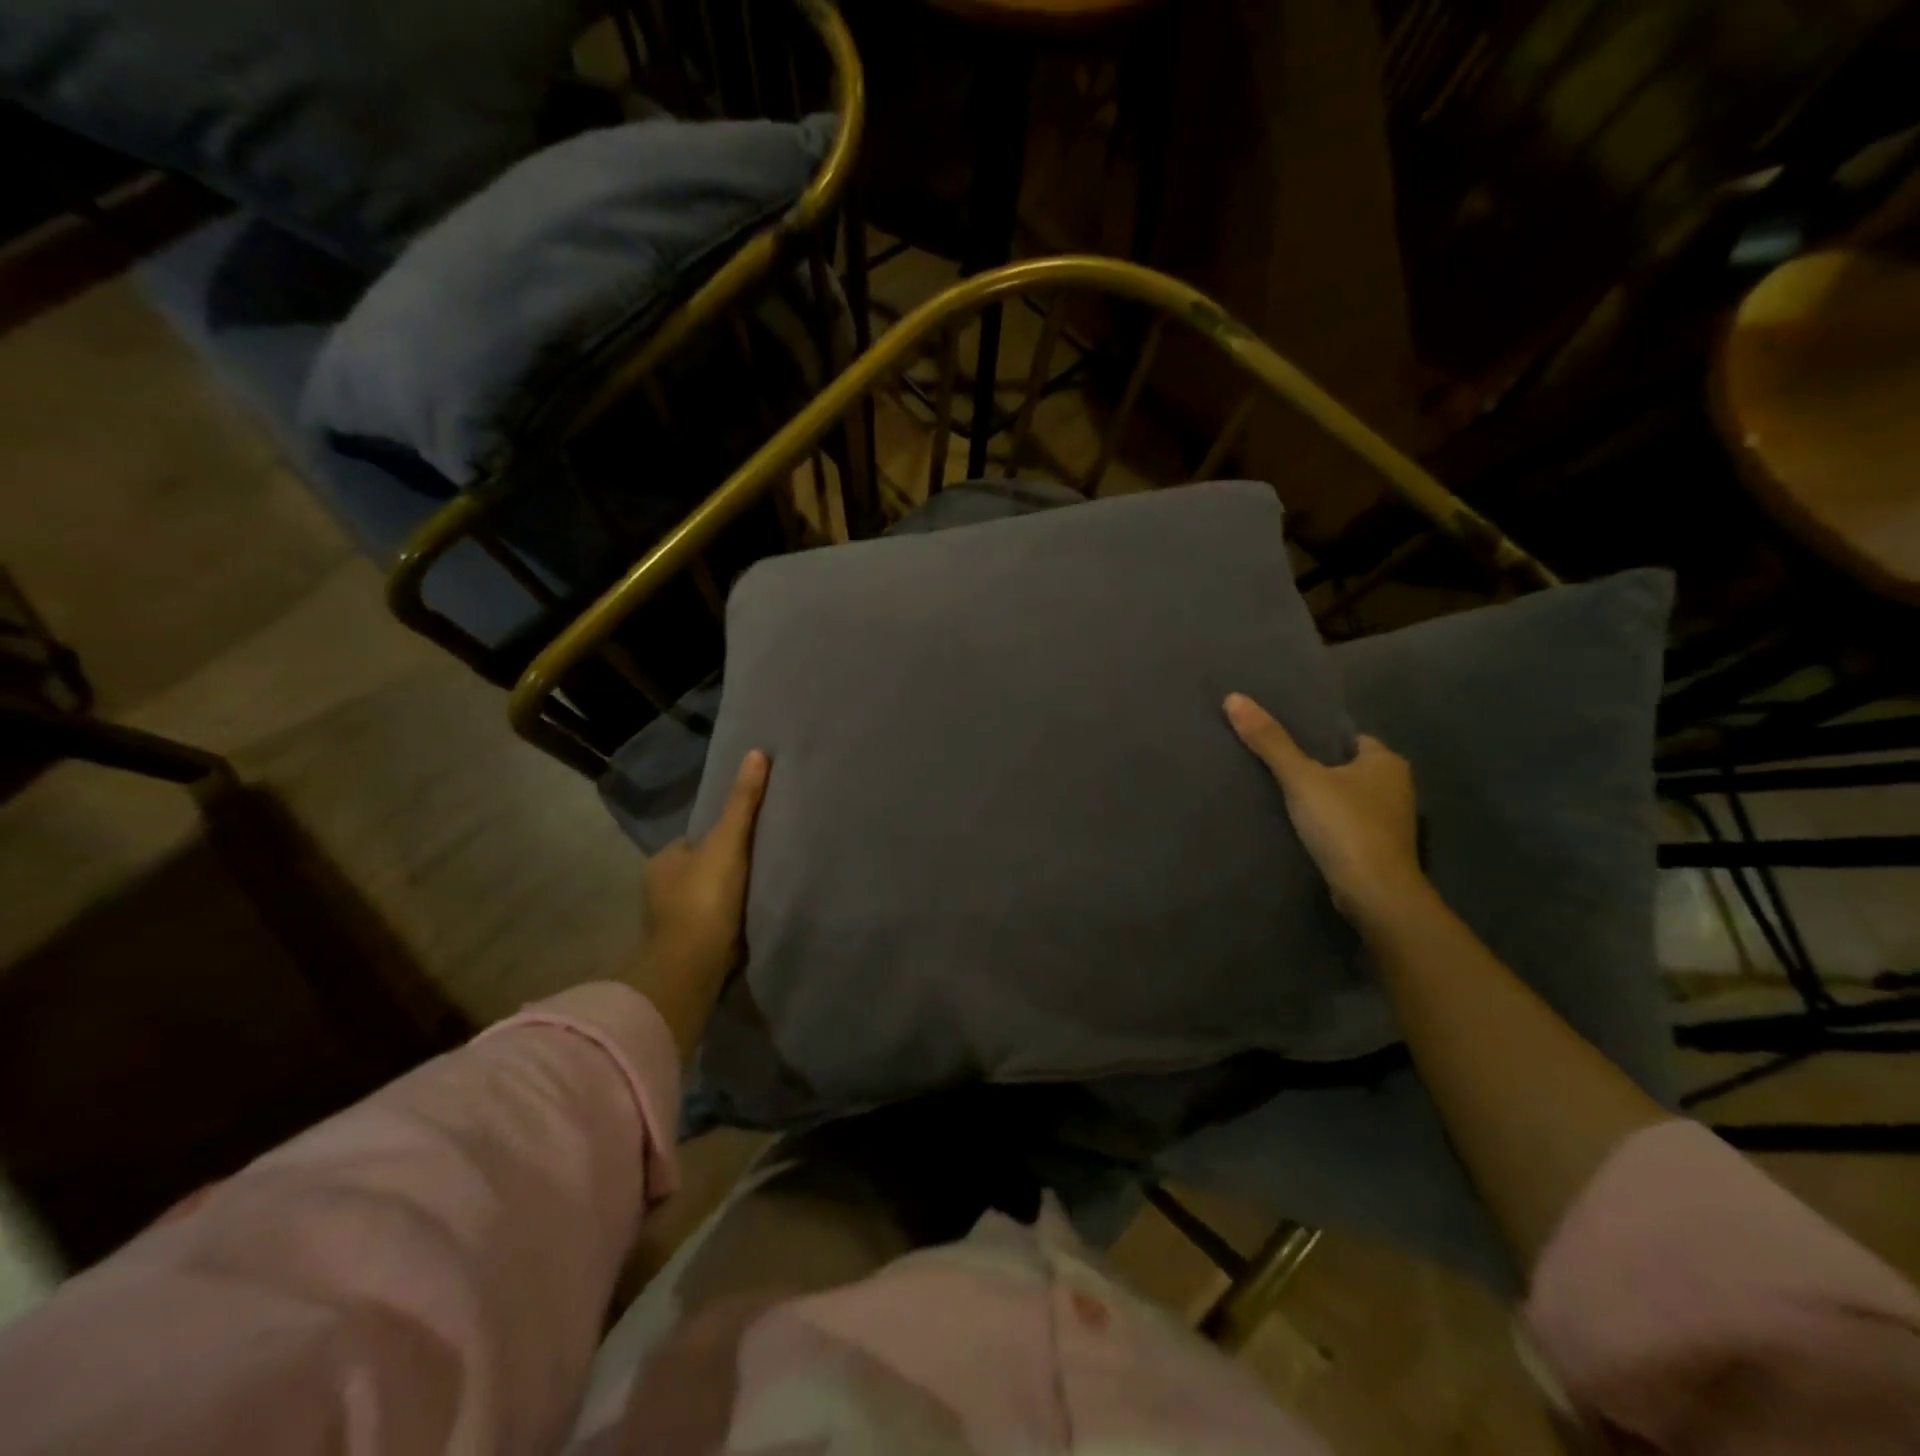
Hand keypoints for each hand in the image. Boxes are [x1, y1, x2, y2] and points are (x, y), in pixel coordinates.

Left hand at [638, 750, 769, 1056]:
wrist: (691, 969)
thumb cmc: (705, 899)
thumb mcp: (728, 842)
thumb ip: (743, 802)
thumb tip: (757, 753)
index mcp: (663, 861)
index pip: (696, 839)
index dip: (722, 835)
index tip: (749, 836)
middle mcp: (661, 890)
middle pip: (702, 868)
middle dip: (725, 867)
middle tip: (760, 863)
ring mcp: (673, 922)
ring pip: (707, 897)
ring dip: (727, 896)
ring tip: (761, 891)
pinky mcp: (688, 948)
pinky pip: (713, 923)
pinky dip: (728, 920)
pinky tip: (750, 920)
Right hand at [1223, 694, 1426, 928]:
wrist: (1374, 893)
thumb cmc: (1344, 825)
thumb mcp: (1300, 778)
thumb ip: (1270, 741)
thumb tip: (1234, 698)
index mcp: (1387, 761)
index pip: (1350, 739)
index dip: (1319, 741)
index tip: (1286, 745)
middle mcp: (1398, 786)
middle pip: (1349, 768)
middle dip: (1321, 770)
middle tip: (1279, 770)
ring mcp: (1393, 821)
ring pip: (1351, 798)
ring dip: (1326, 800)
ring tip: (1285, 799)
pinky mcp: (1381, 850)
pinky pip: (1350, 825)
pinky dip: (1331, 825)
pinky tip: (1305, 831)